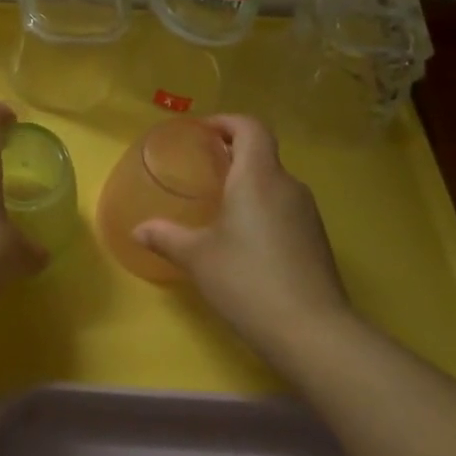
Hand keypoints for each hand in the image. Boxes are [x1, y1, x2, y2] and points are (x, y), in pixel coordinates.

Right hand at [133, 115, 352, 357]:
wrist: (313, 333)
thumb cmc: (248, 281)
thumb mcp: (197, 258)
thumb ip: (166, 237)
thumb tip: (138, 230)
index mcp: (258, 177)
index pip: (250, 128)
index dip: (227, 122)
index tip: (203, 133)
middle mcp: (287, 186)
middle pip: (262, 153)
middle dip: (233, 155)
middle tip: (202, 169)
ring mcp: (308, 214)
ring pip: (275, 183)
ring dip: (248, 184)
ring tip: (219, 205)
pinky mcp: (317, 241)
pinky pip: (285, 209)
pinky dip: (263, 210)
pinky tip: (244, 241)